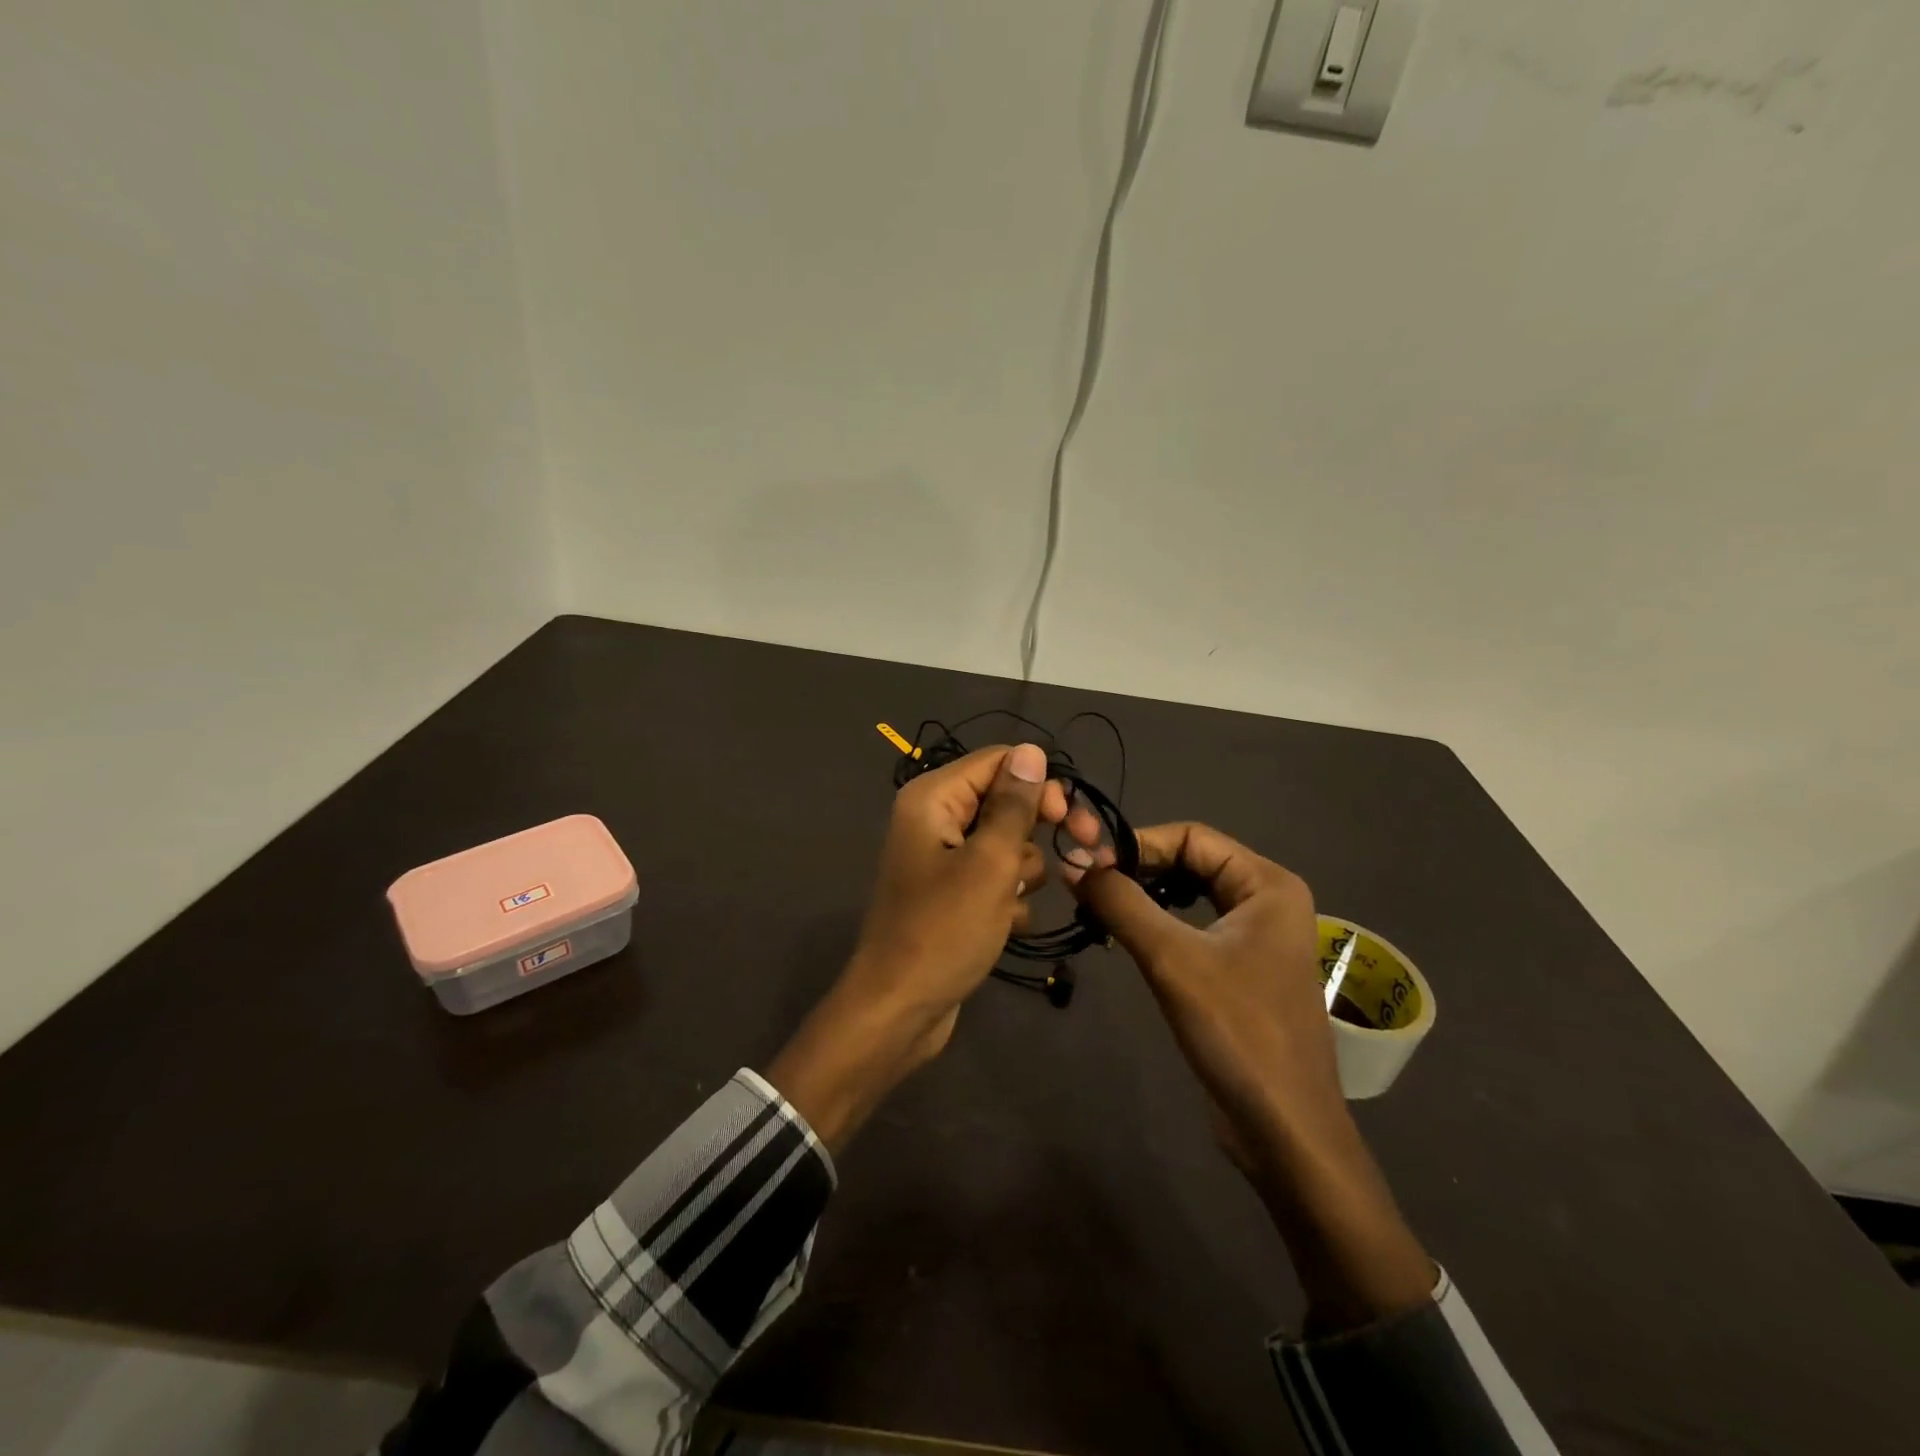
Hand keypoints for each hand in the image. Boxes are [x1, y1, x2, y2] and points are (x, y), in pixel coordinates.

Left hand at [766, 744, 1066, 1153]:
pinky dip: (1007, 899)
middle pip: (1005, 801)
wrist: (900, 1009)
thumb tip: (1031, 749)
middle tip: (1078, 854)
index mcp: (933, 798)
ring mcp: (943, 859)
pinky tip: (1003, 926)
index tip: (1070, 820)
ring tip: (1008, 905)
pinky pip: (995, 879)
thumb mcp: (989, 863)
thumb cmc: (944, 930)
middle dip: (1036, 832)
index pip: (1000, 761)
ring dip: (1021, 873)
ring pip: (1007, 844)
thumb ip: (1014, 805)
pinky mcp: (952, 894)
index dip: (1040, 784)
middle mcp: (934, 819)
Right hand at [1067, 821, 1434, 1328]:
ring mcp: (1257, 936)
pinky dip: (1158, 924)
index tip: (1086, 863)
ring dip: (1144, 896)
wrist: (1284, 1129)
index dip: (1136, 843)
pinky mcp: (1243, 968)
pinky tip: (1126, 937)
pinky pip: (1194, 926)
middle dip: (1138, 869)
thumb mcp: (1171, 959)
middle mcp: (1268, 899)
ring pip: (1189, 894)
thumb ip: (1120, 902)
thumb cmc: (1236, 1031)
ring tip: (1098, 908)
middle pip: (1191, 860)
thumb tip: (1070, 862)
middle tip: (1086, 885)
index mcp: (1267, 884)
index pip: (1190, 836)